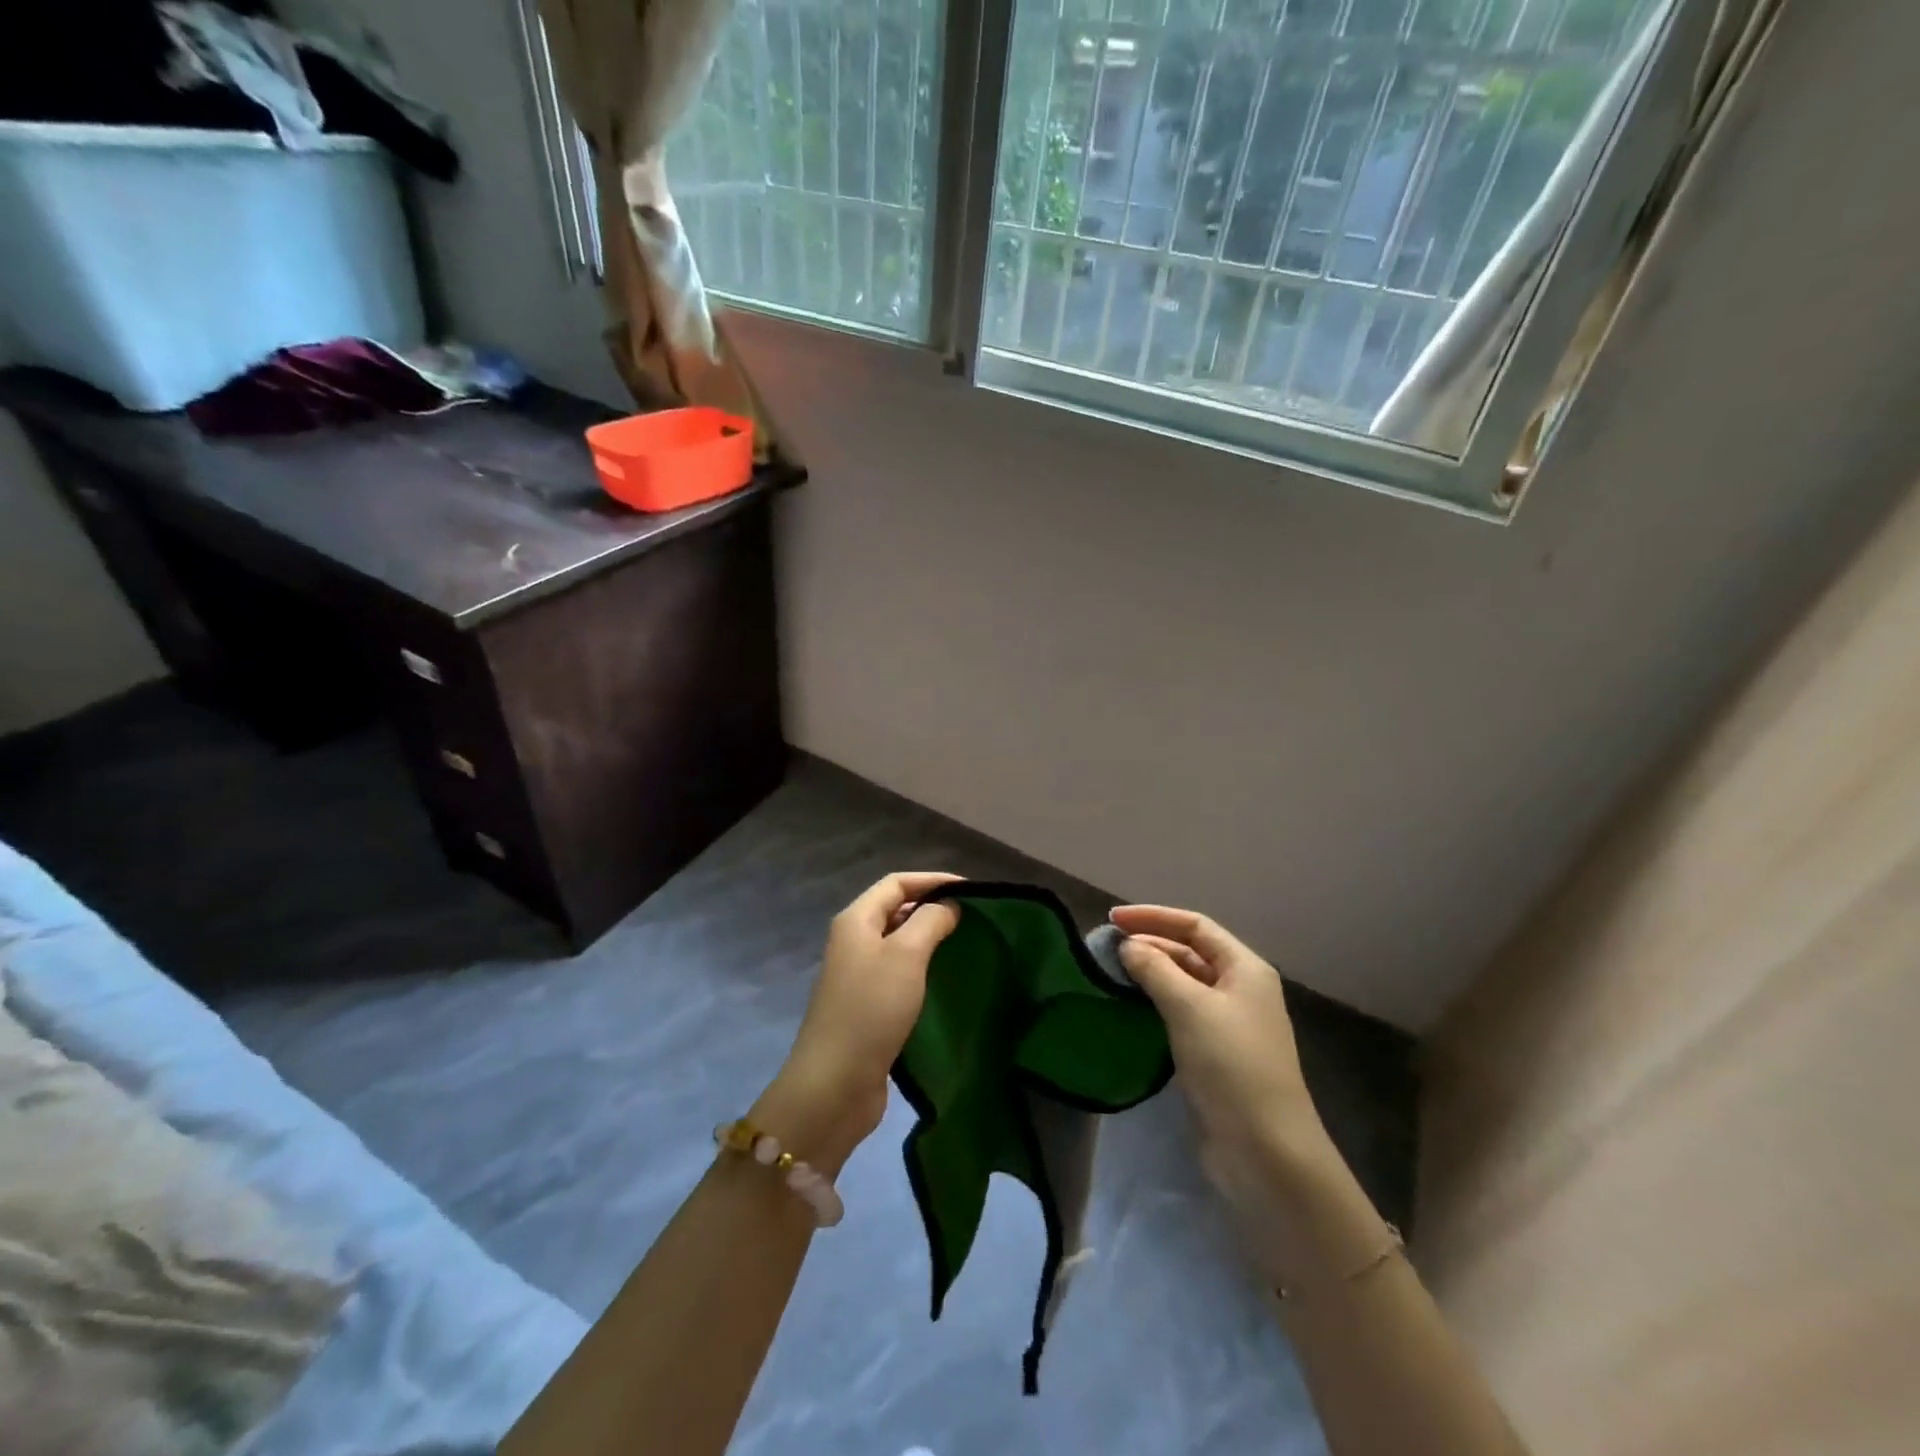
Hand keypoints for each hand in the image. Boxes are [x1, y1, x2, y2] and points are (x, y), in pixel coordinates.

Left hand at [753, 873, 961, 1175]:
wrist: (835, 1084)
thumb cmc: (872, 1009)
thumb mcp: (906, 955)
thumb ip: (930, 922)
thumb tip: (948, 905)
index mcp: (856, 920)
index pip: (897, 882)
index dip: (933, 880)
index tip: (972, 890)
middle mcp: (854, 941)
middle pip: (896, 909)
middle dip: (932, 907)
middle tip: (973, 917)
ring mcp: (858, 975)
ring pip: (898, 942)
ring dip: (929, 939)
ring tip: (966, 944)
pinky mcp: (867, 1006)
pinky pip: (899, 973)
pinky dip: (923, 968)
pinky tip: (946, 979)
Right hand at [1113, 905, 1375, 1283]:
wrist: (1265, 1150)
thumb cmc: (1230, 1065)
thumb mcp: (1189, 1007)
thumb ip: (1155, 969)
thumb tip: (1129, 946)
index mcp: (1245, 968)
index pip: (1195, 925)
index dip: (1153, 916)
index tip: (1112, 919)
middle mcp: (1240, 989)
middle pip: (1190, 952)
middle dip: (1150, 944)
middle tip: (1107, 948)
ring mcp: (1230, 1024)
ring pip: (1185, 983)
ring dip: (1151, 973)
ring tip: (1112, 972)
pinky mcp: (1216, 1054)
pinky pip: (1182, 1013)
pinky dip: (1156, 1003)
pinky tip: (1131, 1007)